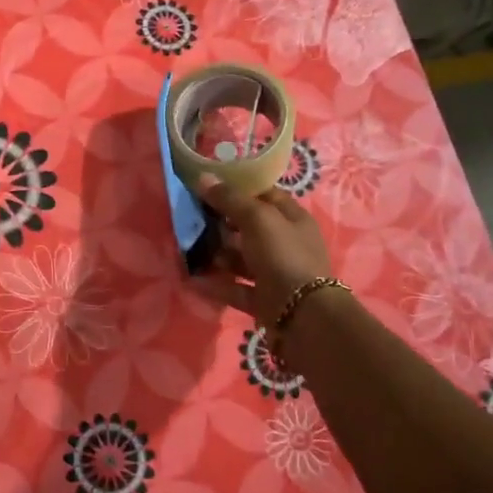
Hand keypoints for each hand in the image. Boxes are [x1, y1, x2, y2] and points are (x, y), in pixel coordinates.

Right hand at [191, 177, 332, 324]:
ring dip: (218, 254)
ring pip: (242, 259)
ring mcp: (275, 274)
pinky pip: (236, 288)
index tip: (208, 187)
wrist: (302, 317)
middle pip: (250, 228)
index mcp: (292, 219)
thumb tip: (203, 176)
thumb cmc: (283, 256)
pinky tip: (193, 279)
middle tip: (192, 218)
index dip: (239, 189)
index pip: (265, 196)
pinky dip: (217, 284)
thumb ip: (230, 199)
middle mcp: (286, 244)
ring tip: (190, 248)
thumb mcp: (257, 219)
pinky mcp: (264, 300)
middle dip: (222, 223)